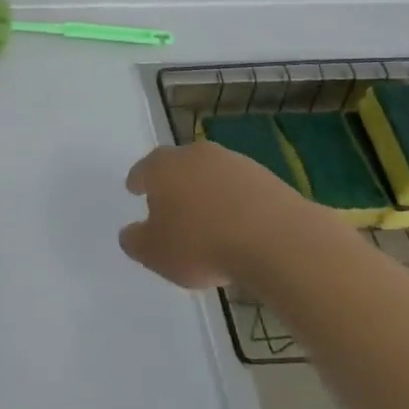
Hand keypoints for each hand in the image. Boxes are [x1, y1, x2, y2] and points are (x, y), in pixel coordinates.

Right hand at [119, 141, 334, 289]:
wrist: (277, 241)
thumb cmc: (202, 244)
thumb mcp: (155, 253)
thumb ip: (136, 241)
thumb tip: (131, 233)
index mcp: (162, 167)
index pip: (143, 169)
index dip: (138, 181)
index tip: (135, 189)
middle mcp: (196, 155)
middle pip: (178, 166)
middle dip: (173, 183)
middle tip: (170, 205)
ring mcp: (234, 163)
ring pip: (212, 175)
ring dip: (207, 192)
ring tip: (208, 221)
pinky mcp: (267, 178)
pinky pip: (241, 189)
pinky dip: (235, 203)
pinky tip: (239, 227)